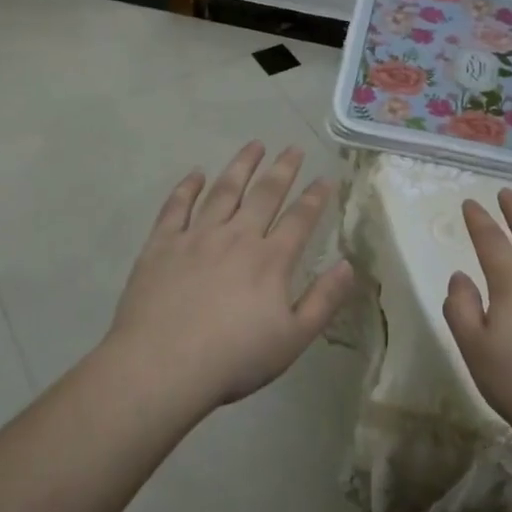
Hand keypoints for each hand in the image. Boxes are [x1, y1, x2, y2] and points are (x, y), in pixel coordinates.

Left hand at [105, 142, 354, 410]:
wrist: (163, 366)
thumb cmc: (233, 359)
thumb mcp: (292, 339)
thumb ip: (323, 300)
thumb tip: (349, 265)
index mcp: (270, 260)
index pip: (300, 219)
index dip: (315, 197)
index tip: (325, 177)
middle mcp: (236, 237)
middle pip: (264, 194)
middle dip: (282, 169)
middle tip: (293, 148)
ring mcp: (196, 236)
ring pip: (223, 190)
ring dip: (241, 165)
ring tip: (254, 145)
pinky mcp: (162, 244)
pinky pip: (176, 206)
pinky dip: (187, 187)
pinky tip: (195, 174)